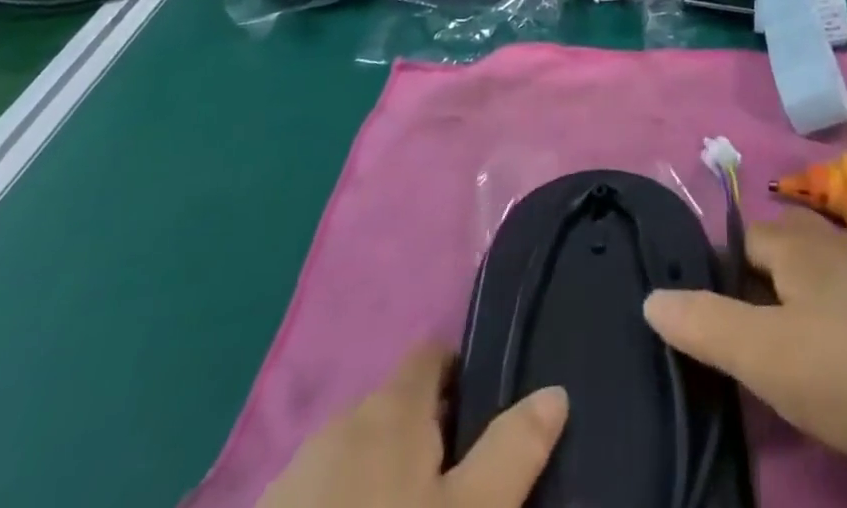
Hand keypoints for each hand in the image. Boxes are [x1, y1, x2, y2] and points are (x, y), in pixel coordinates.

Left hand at [258, 343, 567, 507]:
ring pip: (356, 458)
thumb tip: (555, 391)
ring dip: (383, 480)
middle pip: (395, 409)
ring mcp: (292, 480)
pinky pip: (320, 500)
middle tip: (458, 491)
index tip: (486, 412)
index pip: (432, 353)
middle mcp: (340, 424)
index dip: (462, 372)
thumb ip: (513, 451)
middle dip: (426, 437)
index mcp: (390, 407)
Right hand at [641, 210, 846, 473]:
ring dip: (790, 304)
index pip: (738, 240)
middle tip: (742, 342)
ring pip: (810, 274)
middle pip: (775, 252)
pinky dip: (824, 317)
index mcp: (794, 240)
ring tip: (780, 355)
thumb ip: (704, 323)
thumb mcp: (763, 354)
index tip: (708, 321)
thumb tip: (651, 296)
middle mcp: (829, 239)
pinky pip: (841, 296)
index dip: (717, 276)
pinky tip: (832, 358)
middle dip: (753, 288)